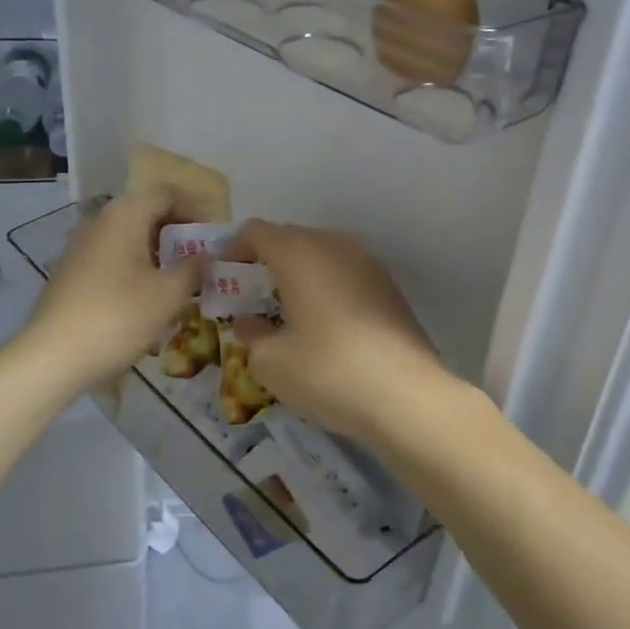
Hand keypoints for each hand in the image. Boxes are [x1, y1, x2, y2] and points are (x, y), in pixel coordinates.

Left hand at [22, 190, 203, 390]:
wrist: (52, 357)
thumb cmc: (118, 317)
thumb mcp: (168, 294)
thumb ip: (193, 269)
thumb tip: (206, 256)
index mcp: (125, 215)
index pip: (167, 194)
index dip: (195, 209)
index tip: (213, 237)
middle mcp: (99, 221)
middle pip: (146, 212)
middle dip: (176, 233)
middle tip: (199, 260)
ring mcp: (79, 246)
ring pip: (127, 236)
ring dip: (155, 252)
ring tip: (177, 280)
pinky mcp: (69, 272)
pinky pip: (110, 256)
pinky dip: (133, 266)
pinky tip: (144, 297)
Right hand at [224, 220, 453, 442]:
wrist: (408, 397)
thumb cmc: (329, 372)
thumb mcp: (272, 363)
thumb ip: (252, 336)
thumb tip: (249, 323)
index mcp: (299, 253)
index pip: (257, 231)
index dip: (233, 248)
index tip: (220, 274)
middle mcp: (335, 246)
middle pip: (290, 239)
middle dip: (266, 261)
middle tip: (248, 294)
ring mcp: (368, 264)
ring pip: (322, 255)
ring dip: (298, 273)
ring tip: (284, 308)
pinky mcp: (390, 288)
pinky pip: (345, 274)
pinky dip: (326, 287)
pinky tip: (323, 323)